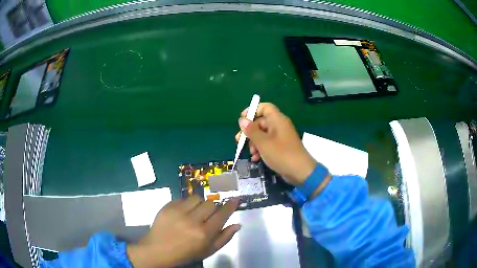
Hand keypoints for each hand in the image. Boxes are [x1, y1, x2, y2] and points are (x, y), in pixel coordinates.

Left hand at [127, 196, 239, 267]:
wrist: (158, 250)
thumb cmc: (186, 254)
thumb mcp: (208, 251)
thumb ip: (224, 238)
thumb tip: (237, 225)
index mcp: (204, 233)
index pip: (222, 214)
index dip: (230, 206)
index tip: (235, 199)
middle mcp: (193, 220)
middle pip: (211, 203)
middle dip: (213, 208)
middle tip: (207, 215)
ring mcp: (178, 212)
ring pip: (197, 198)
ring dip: (199, 204)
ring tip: (194, 213)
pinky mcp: (168, 206)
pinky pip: (183, 198)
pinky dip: (187, 204)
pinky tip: (183, 213)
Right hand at [235, 103, 316, 185]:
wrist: (300, 171)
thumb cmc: (281, 154)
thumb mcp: (263, 142)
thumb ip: (251, 130)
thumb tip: (242, 120)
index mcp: (277, 120)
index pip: (265, 107)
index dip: (253, 110)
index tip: (242, 119)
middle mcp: (279, 126)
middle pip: (261, 122)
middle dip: (249, 131)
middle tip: (239, 140)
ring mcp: (280, 137)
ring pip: (263, 134)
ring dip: (254, 142)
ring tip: (250, 153)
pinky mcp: (281, 147)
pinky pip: (268, 143)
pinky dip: (260, 149)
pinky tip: (255, 158)